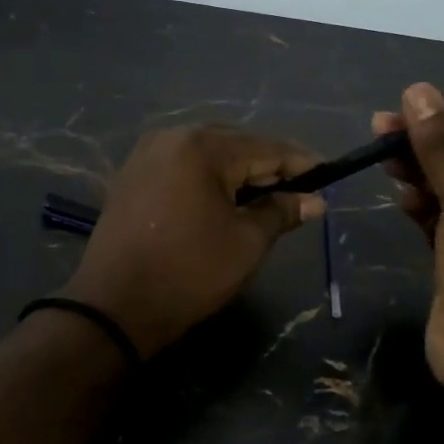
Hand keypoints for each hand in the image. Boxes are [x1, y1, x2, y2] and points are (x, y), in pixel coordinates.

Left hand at [63, 126, 324, 356]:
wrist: (114, 307)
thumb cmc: (189, 273)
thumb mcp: (246, 243)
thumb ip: (280, 212)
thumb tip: (314, 201)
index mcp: (202, 147)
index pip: (265, 148)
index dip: (300, 162)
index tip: (329, 173)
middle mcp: (171, 137)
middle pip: (235, 144)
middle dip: (268, 166)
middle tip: (299, 190)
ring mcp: (146, 154)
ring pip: (207, 154)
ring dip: (237, 172)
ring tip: (265, 196)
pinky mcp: (132, 175)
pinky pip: (182, 166)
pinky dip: (207, 179)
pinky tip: (224, 199)